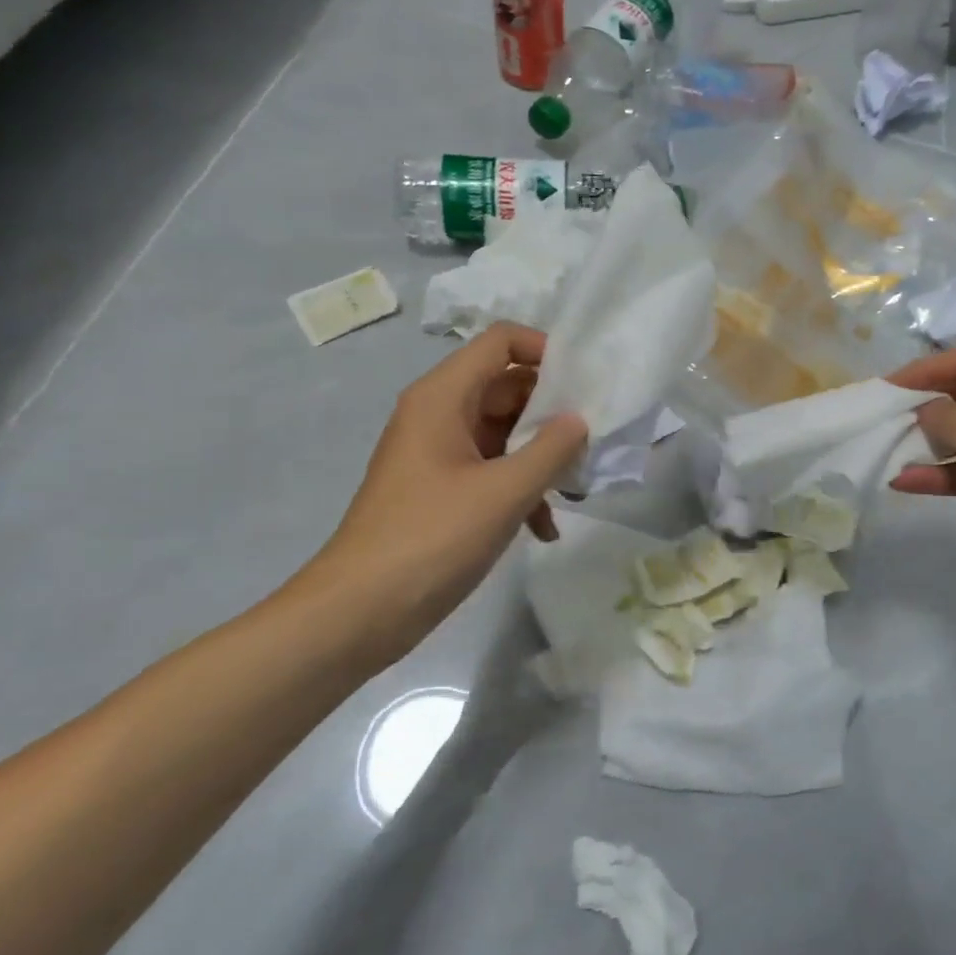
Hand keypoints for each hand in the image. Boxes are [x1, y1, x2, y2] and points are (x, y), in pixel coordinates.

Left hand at [295, 323, 587, 664]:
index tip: (586, 383)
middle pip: (508, 386)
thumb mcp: (505, 491)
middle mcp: (440, 414)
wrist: (360, 612)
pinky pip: (493, 469)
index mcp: (443, 397)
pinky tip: (546, 528)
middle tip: (596, 437)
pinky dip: (522, 489)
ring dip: (543, 455)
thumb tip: (579, 420)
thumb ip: (552, 449)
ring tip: (579, 487)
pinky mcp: (443, 489)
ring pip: (506, 432)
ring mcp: (440, 453)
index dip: (546, 351)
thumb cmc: (432, 538)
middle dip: (554, 411)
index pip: (501, 342)